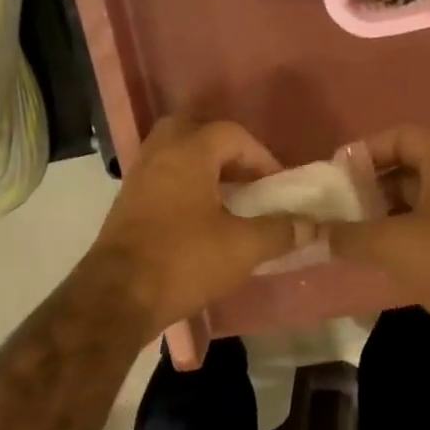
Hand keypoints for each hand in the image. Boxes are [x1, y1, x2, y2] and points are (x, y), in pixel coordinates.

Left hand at [86, 118, 317, 331]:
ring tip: (227, 202)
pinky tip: (200, 222)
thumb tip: (312, 226)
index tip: (278, 186)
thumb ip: (280, 231)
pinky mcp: (125, 207)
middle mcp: (158, 156)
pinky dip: (183, 190)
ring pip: (173, 157)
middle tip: (246, 180)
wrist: (118, 296)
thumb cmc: (184, 261)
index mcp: (188, 153)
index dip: (261, 156)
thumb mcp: (242, 247)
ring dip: (202, 172)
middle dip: (224, 153)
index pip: (231, 134)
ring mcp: (137, 180)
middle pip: (194, 133)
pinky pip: (161, 182)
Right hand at [329, 126, 429, 371]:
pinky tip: (374, 261)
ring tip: (347, 237)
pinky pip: (427, 234)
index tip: (335, 176)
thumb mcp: (392, 244)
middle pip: (407, 171)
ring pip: (416, 206)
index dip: (366, 150)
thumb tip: (314, 233)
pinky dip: (400, 241)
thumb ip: (348, 235)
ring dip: (382, 218)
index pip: (402, 137)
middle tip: (335, 210)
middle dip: (368, 187)